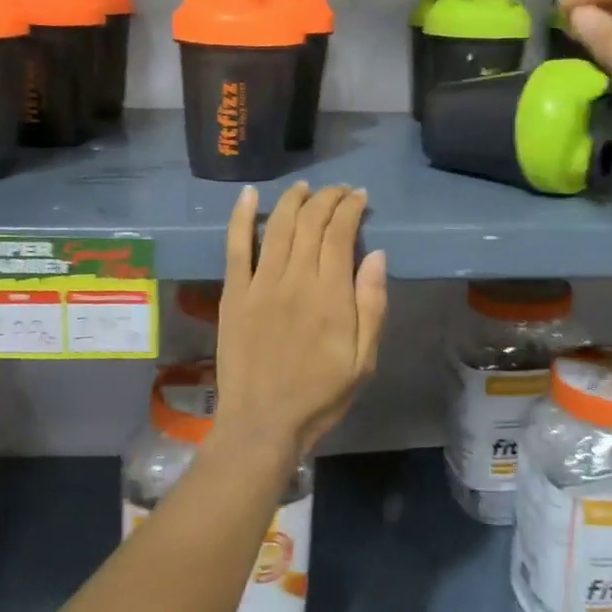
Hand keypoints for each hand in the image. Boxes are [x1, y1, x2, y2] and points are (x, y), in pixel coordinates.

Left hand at [213, 182, 387, 456]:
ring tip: (305, 188)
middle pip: (310, 223)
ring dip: (293, 200)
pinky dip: (241, 216)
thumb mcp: (364, 361)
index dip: (350, 208)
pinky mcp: (234, 294)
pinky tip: (249, 194)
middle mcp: (295, 280)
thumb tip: (376, 255)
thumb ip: (372, 305)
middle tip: (339, 191)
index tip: (359, 198)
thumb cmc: (320, 396)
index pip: (340, 234)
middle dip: (327, 199)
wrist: (263, 423)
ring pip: (277, 226)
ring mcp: (260, 284)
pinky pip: (235, 247)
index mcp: (331, 296)